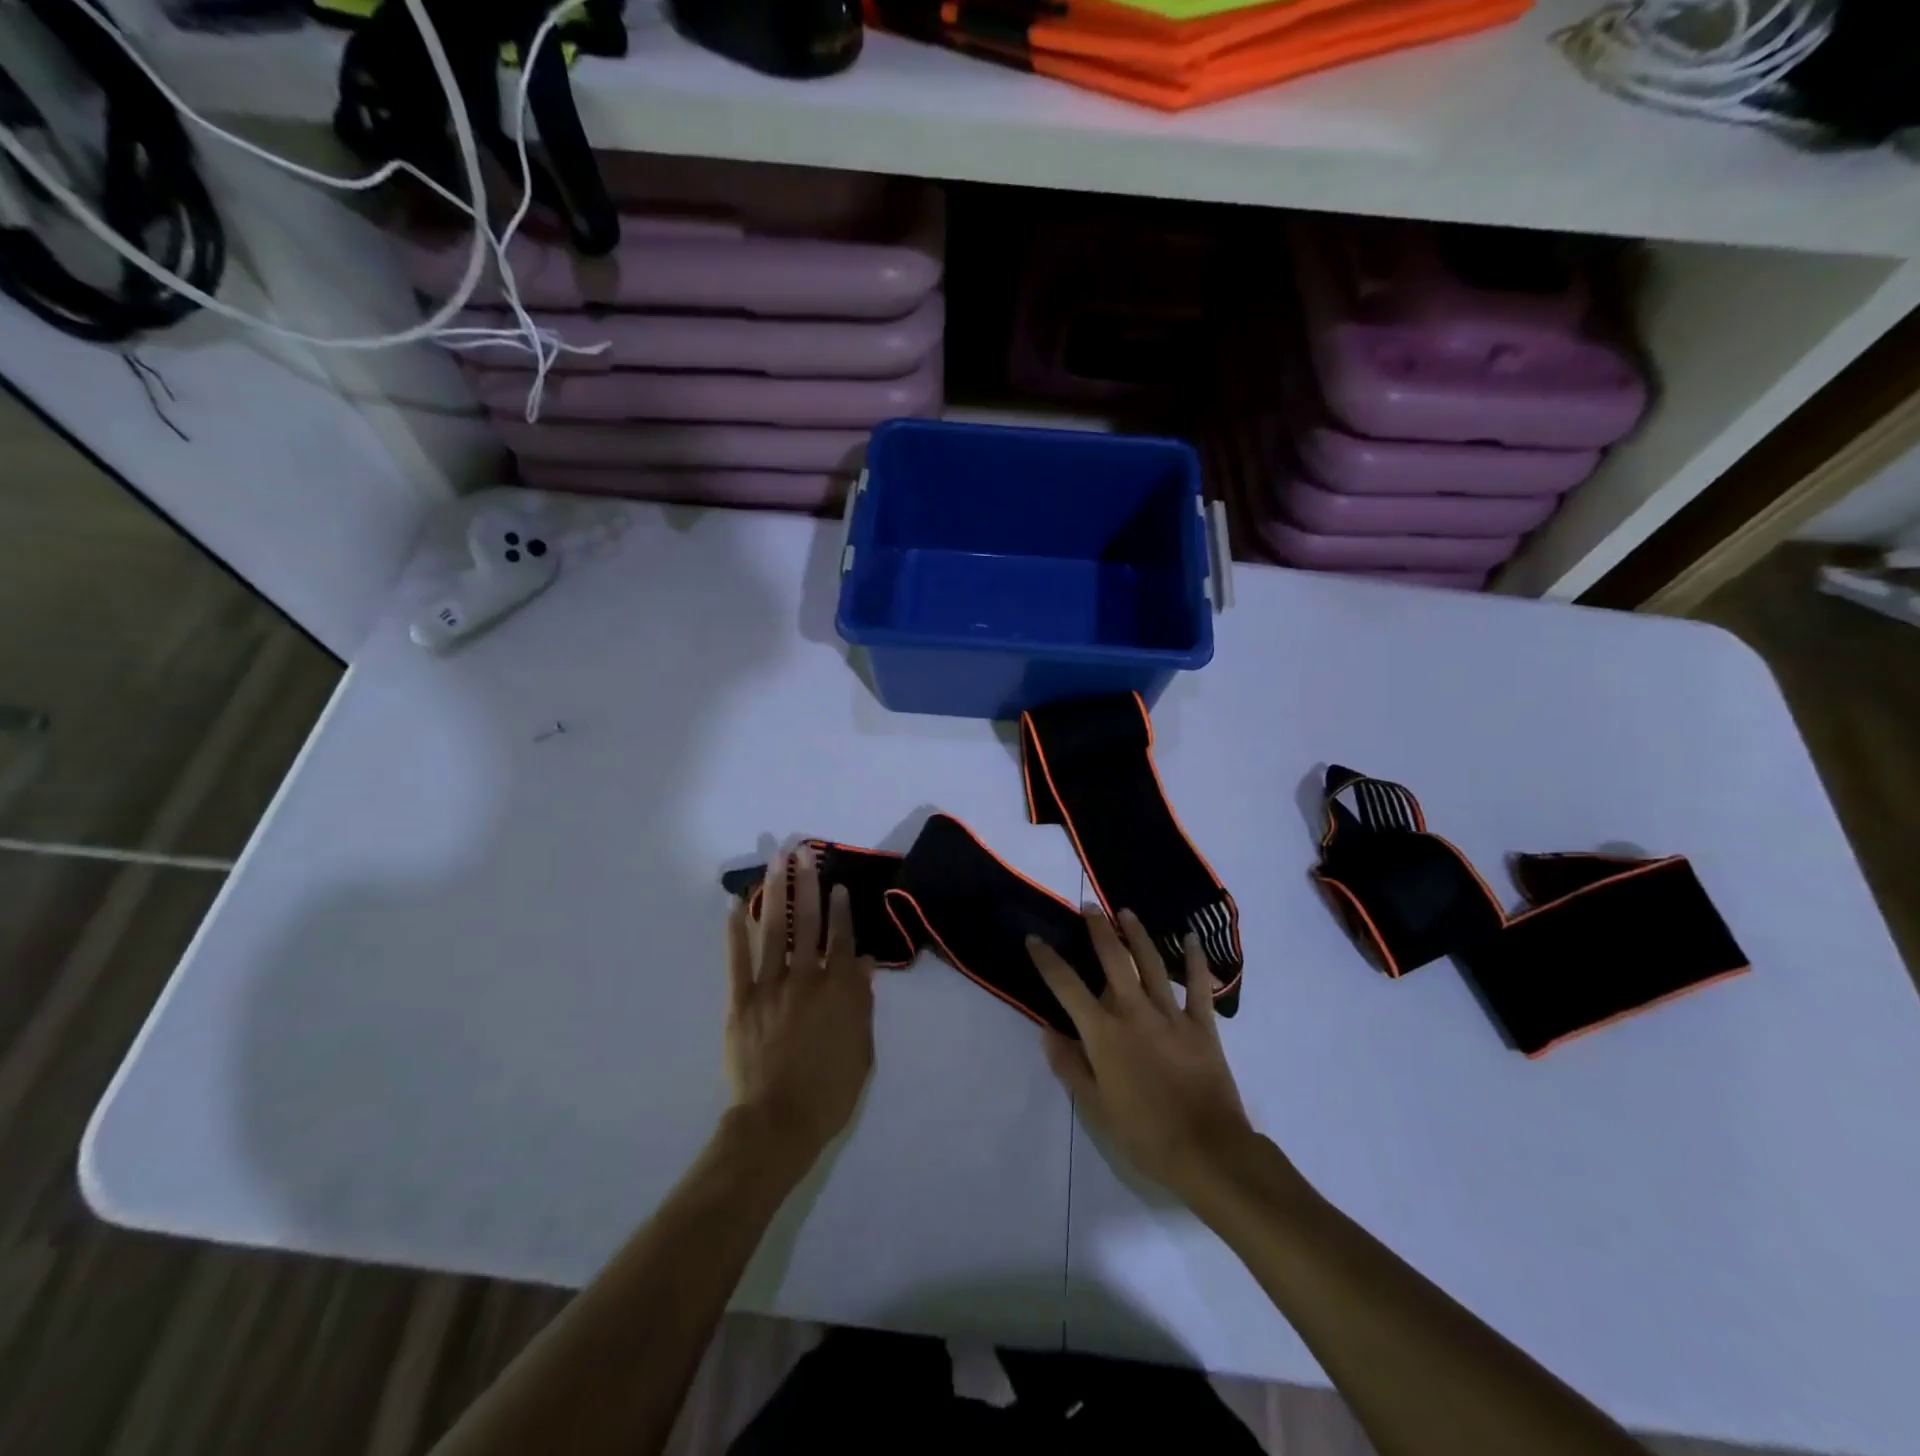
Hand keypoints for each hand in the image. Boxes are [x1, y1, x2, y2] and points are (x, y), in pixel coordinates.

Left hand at [725, 849, 876, 1169]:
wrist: (779, 1123)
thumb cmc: (830, 1091)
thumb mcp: (862, 1048)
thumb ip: (862, 1002)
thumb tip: (863, 963)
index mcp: (838, 990)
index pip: (841, 939)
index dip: (841, 910)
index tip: (838, 884)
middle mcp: (805, 979)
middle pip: (808, 923)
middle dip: (807, 885)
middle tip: (804, 852)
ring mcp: (770, 988)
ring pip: (774, 931)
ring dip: (776, 893)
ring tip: (775, 862)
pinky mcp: (741, 1002)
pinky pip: (737, 960)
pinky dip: (735, 931)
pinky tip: (734, 905)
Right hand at [1028, 910, 1256, 1202]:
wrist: (1207, 1151)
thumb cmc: (1144, 1134)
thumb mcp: (1096, 1107)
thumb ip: (1070, 1065)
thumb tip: (1047, 1030)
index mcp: (1104, 1033)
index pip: (1067, 987)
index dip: (1047, 960)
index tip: (1034, 939)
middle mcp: (1134, 1012)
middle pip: (1113, 959)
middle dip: (1098, 929)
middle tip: (1088, 906)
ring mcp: (1171, 1015)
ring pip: (1151, 963)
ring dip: (1137, 934)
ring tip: (1126, 912)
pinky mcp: (1202, 1025)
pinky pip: (1197, 985)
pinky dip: (1195, 960)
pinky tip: (1191, 938)